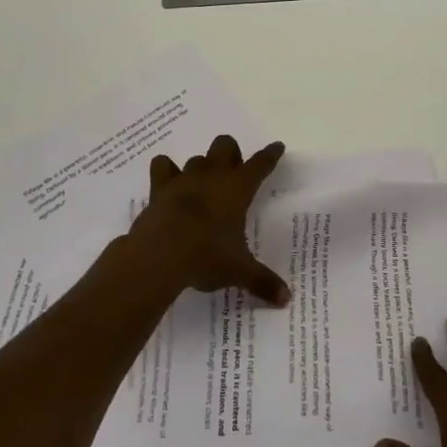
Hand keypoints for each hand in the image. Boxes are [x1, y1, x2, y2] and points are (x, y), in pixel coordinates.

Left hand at [128, 135, 290, 305]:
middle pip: (225, 146)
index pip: (261, 164)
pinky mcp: (159, 188)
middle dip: (231, 154)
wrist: (160, 254)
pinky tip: (170, 182)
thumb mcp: (239, 271)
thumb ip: (263, 282)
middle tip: (233, 173)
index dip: (270, 155)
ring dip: (202, 167)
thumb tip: (287, 300)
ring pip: (197, 158)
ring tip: (203, 185)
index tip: (277, 147)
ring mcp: (184, 178)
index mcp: (238, 189)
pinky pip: (162, 167)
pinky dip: (166, 171)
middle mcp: (213, 176)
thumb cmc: (207, 256)